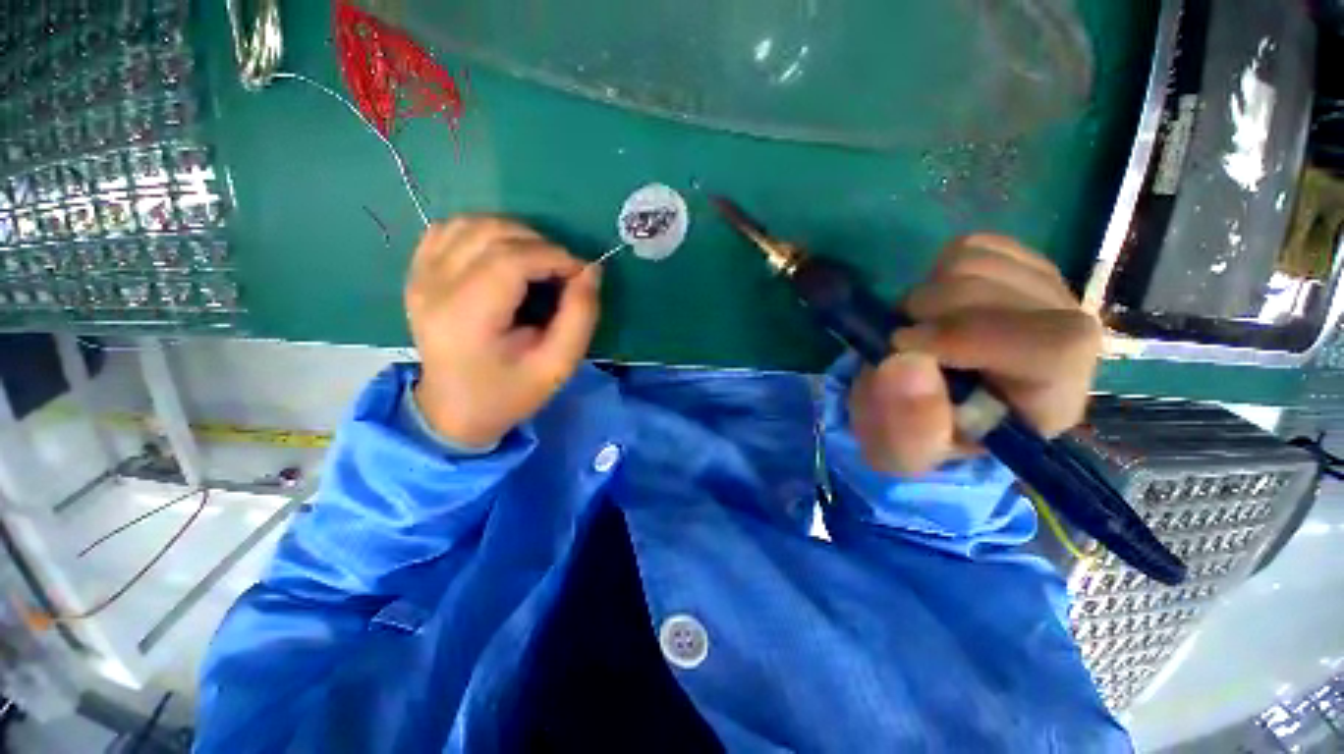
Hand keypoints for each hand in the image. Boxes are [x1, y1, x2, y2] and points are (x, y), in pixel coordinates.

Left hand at [405, 217, 600, 447]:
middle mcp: (434, 288)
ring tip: (538, 261)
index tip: (580, 273)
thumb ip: (580, 317)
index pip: (511, 260)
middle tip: (562, 271)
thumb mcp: (558, 366)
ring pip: (470, 224)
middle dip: (539, 244)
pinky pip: (449, 229)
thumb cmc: (510, 393)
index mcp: (467, 318)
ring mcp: (419, 277)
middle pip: (491, 235)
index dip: (554, 256)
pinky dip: (484, 232)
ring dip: (514, 234)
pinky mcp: (417, 274)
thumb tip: (590, 270)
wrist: (454, 410)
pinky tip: (503, 254)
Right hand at [849, 234, 1101, 474]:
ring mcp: (1045, 296)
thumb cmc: (918, 434)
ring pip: (981, 263)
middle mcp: (1065, 342)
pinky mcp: (1017, 268)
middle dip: (930, 314)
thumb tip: (903, 361)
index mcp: (1049, 401)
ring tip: (918, 330)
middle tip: (901, 342)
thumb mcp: (901, 451)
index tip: (903, 345)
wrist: (926, 405)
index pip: (1053, 347)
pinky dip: (937, 272)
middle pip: (1007, 292)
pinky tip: (936, 306)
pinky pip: (973, 246)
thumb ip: (906, 424)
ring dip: (927, 295)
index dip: (971, 335)